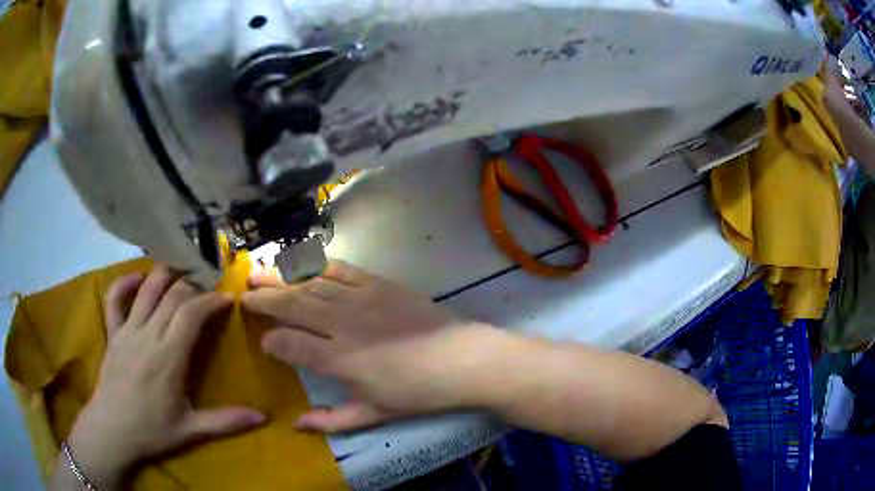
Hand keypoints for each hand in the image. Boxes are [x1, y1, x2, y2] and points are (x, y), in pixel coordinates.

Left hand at [65, 266, 264, 486]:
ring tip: (179, 272)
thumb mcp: (191, 430)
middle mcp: (148, 335)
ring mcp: (127, 330)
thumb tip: (262, 418)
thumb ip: (226, 422)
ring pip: (147, 289)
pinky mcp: (112, 332)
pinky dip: (125, 283)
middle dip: (193, 286)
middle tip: (207, 289)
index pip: (191, 314)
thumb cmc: (152, 432)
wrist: (112, 431)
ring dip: (165, 275)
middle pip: (172, 295)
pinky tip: (137, 279)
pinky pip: (114, 298)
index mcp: (168, 357)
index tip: (227, 298)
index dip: (211, 300)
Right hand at [242, 261, 497, 432]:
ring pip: (310, 284)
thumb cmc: (418, 393)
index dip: (271, 341)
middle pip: (292, 306)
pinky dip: (318, 266)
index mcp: (340, 361)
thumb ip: (331, 420)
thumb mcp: (374, 415)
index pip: (290, 345)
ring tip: (257, 272)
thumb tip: (294, 425)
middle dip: (263, 299)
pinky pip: (341, 270)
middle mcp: (343, 325)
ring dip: (281, 278)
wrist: (463, 360)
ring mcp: (361, 299)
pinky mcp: (380, 283)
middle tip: (243, 294)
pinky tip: (302, 264)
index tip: (263, 342)